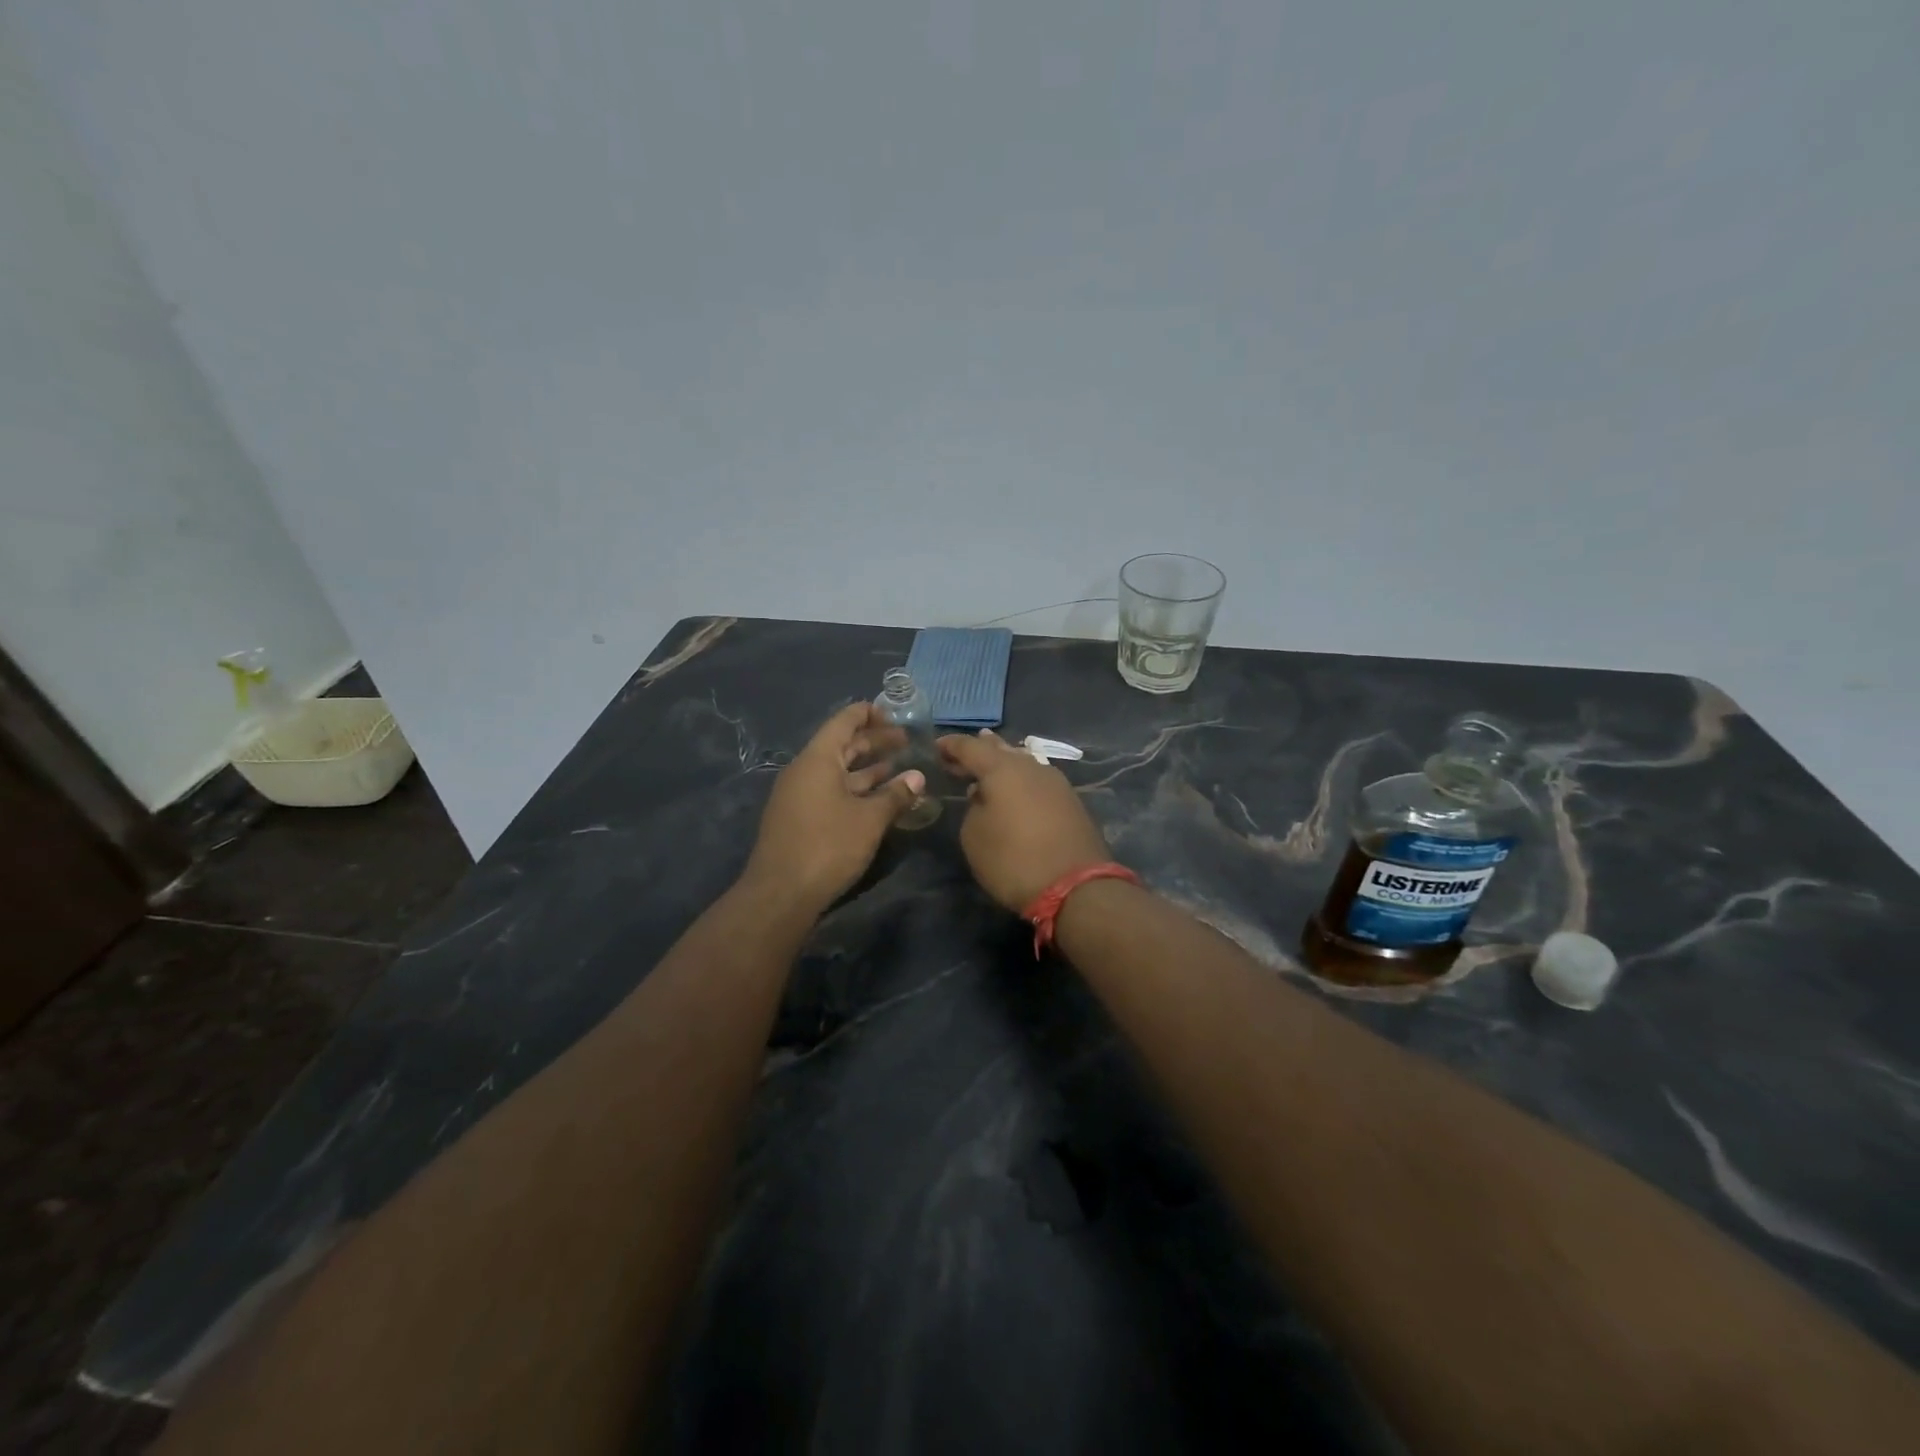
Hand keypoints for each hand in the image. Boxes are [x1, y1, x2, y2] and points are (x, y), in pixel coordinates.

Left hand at [743, 703, 924, 909]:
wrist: (781, 894)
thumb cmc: (828, 846)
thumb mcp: (869, 819)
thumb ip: (895, 795)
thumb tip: (917, 777)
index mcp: (818, 759)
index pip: (843, 721)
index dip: (869, 713)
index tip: (895, 715)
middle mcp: (805, 771)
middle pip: (842, 746)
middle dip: (874, 742)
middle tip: (906, 742)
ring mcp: (799, 796)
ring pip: (838, 772)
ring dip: (868, 768)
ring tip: (900, 768)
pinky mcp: (800, 818)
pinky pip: (831, 792)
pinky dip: (856, 789)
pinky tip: (879, 799)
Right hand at [937, 730, 1112, 911]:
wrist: (1076, 887)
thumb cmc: (1014, 860)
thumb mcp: (974, 837)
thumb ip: (973, 808)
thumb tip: (983, 797)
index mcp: (1002, 769)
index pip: (971, 747)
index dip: (952, 745)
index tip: (937, 746)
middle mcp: (1031, 767)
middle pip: (1001, 750)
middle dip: (979, 750)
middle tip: (960, 756)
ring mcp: (1056, 783)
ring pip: (1023, 763)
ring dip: (1003, 764)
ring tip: (988, 767)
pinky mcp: (1071, 802)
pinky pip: (1037, 781)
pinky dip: (1021, 781)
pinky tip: (1015, 790)